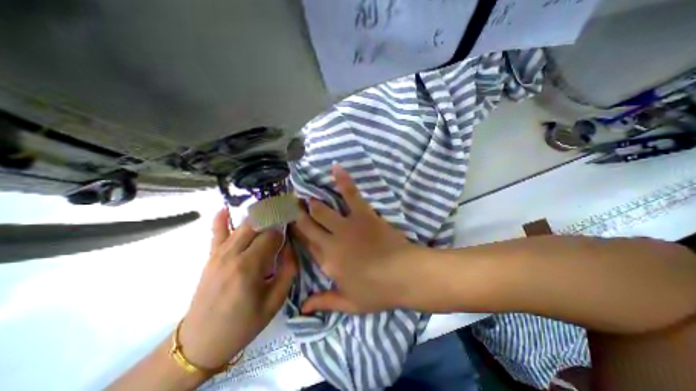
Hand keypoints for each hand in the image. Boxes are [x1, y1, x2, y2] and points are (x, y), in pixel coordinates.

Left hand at [177, 208, 295, 368]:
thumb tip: (290, 246)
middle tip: (285, 217)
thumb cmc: (244, 323)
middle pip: (257, 225)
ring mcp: (218, 254)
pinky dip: (221, 219)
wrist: (201, 343)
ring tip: (271, 210)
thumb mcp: (276, 300)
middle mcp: (232, 254)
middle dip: (273, 218)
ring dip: (258, 216)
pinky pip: (216, 232)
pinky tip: (227, 208)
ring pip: (242, 225)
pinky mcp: (210, 257)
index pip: (272, 236)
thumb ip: (288, 269)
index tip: (290, 237)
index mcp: (249, 266)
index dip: (283, 234)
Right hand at [292, 166, 420, 314]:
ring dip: (312, 202)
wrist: (405, 275)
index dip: (296, 234)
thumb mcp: (350, 303)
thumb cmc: (378, 291)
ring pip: (322, 210)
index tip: (288, 225)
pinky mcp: (363, 214)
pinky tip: (335, 168)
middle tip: (289, 206)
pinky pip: (351, 194)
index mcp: (327, 262)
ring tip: (304, 195)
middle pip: (308, 225)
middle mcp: (332, 242)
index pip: (305, 245)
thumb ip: (324, 302)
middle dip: (297, 215)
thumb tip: (301, 309)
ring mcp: (347, 225)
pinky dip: (343, 180)